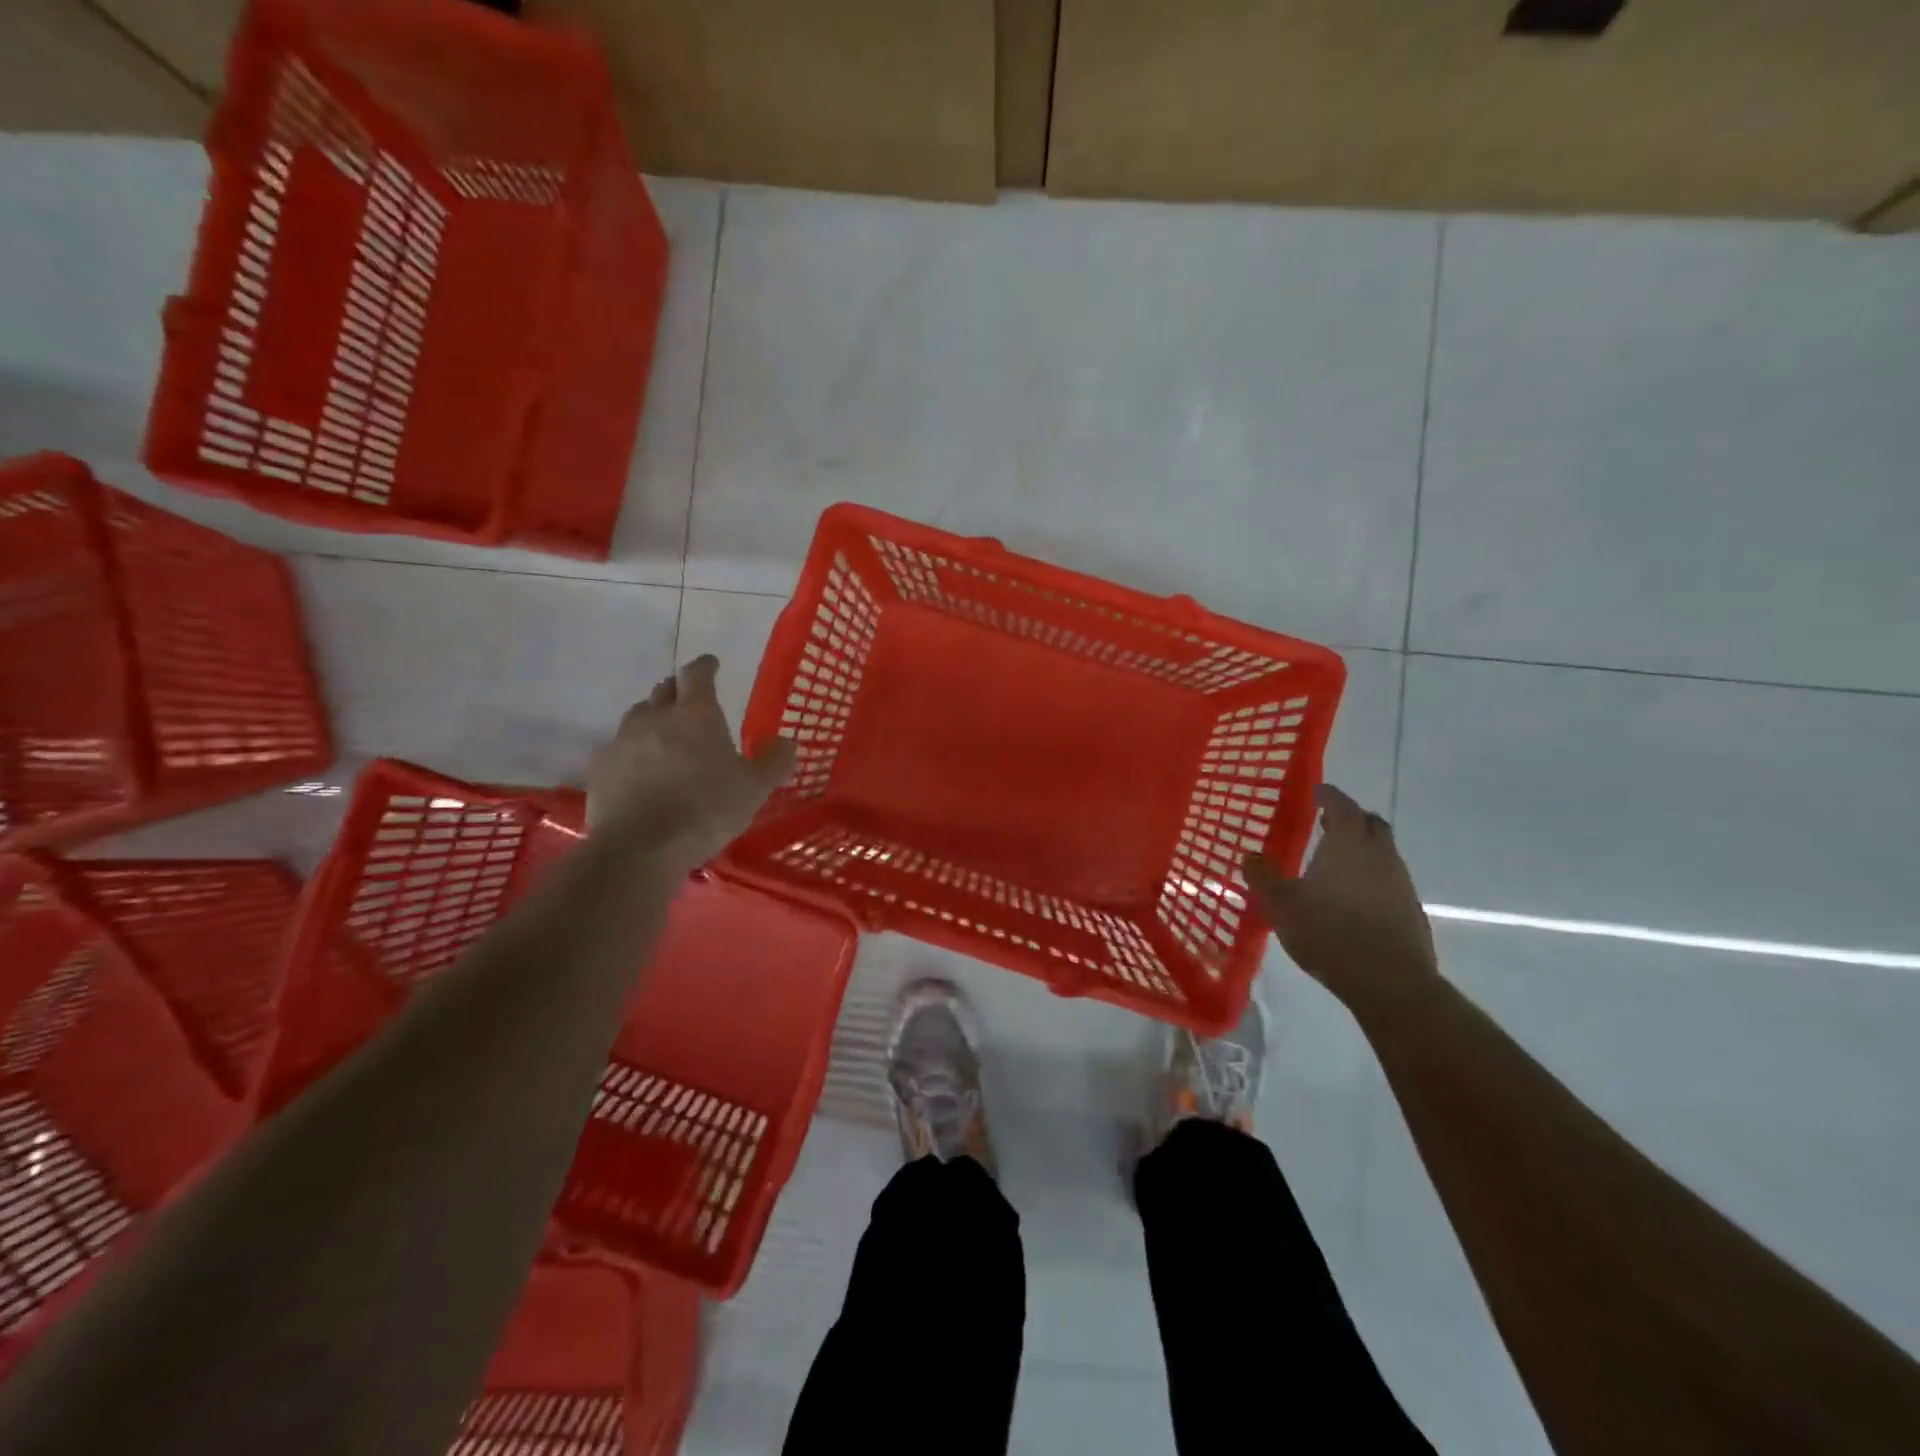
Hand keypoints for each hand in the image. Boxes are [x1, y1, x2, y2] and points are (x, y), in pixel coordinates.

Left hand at [587, 656, 795, 864]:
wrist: (640, 848)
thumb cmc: (706, 810)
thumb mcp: (755, 789)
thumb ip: (774, 762)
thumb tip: (787, 742)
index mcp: (695, 714)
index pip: (697, 674)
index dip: (705, 666)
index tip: (712, 664)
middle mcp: (655, 717)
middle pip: (664, 690)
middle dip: (679, 690)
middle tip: (691, 700)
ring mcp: (622, 741)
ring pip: (638, 716)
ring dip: (653, 719)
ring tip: (665, 736)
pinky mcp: (600, 768)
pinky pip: (618, 748)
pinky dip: (632, 751)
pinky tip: (640, 770)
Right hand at [1244, 784, 1436, 1000]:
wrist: (1389, 981)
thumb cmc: (1328, 931)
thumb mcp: (1281, 903)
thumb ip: (1263, 876)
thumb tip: (1249, 855)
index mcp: (1348, 842)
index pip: (1341, 804)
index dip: (1328, 795)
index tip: (1316, 791)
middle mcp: (1380, 854)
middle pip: (1370, 823)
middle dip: (1350, 819)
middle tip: (1327, 823)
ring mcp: (1401, 882)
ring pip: (1383, 853)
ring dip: (1362, 850)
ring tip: (1335, 864)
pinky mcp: (1410, 910)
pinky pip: (1389, 881)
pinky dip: (1371, 878)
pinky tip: (1353, 899)